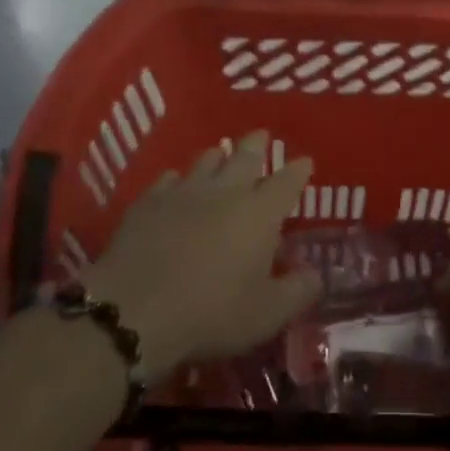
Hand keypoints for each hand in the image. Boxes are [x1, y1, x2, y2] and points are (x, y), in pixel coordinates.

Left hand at [84, 131, 319, 376]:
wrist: (134, 310)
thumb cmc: (210, 313)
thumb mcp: (266, 315)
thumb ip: (297, 292)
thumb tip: (316, 274)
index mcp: (260, 213)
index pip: (287, 182)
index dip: (298, 171)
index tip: (305, 161)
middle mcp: (225, 191)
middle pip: (245, 156)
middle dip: (257, 144)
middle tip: (262, 135)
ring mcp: (184, 192)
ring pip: (206, 160)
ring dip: (218, 156)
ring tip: (221, 155)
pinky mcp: (149, 202)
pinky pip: (169, 179)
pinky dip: (179, 179)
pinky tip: (176, 185)